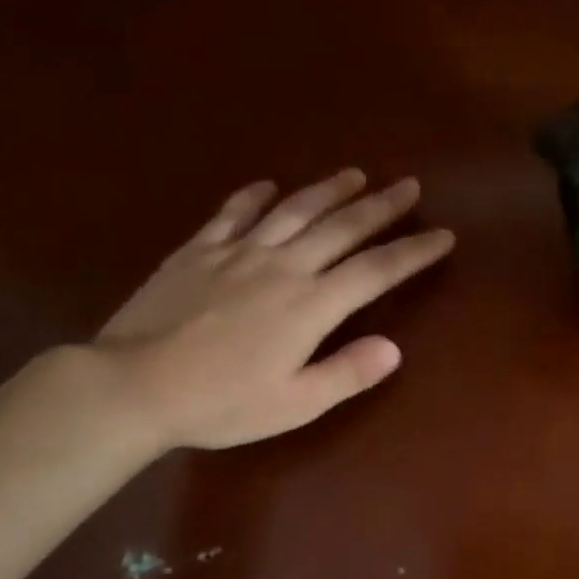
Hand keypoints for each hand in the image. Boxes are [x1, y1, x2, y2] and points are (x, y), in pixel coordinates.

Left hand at [95, 169, 453, 449]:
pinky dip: (255, 196)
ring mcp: (236, 253)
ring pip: (293, 210)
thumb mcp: (294, 404)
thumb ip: (346, 373)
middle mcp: (281, 267)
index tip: (442, 235)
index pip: (375, 271)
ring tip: (355, 174)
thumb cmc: (221, 404)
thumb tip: (394, 348)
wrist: (136, 384)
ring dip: (328, 190)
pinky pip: (232, 213)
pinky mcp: (197, 251)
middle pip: (340, 228)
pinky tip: (269, 186)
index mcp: (310, 306)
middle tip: (409, 186)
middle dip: (380, 207)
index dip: (412, 253)